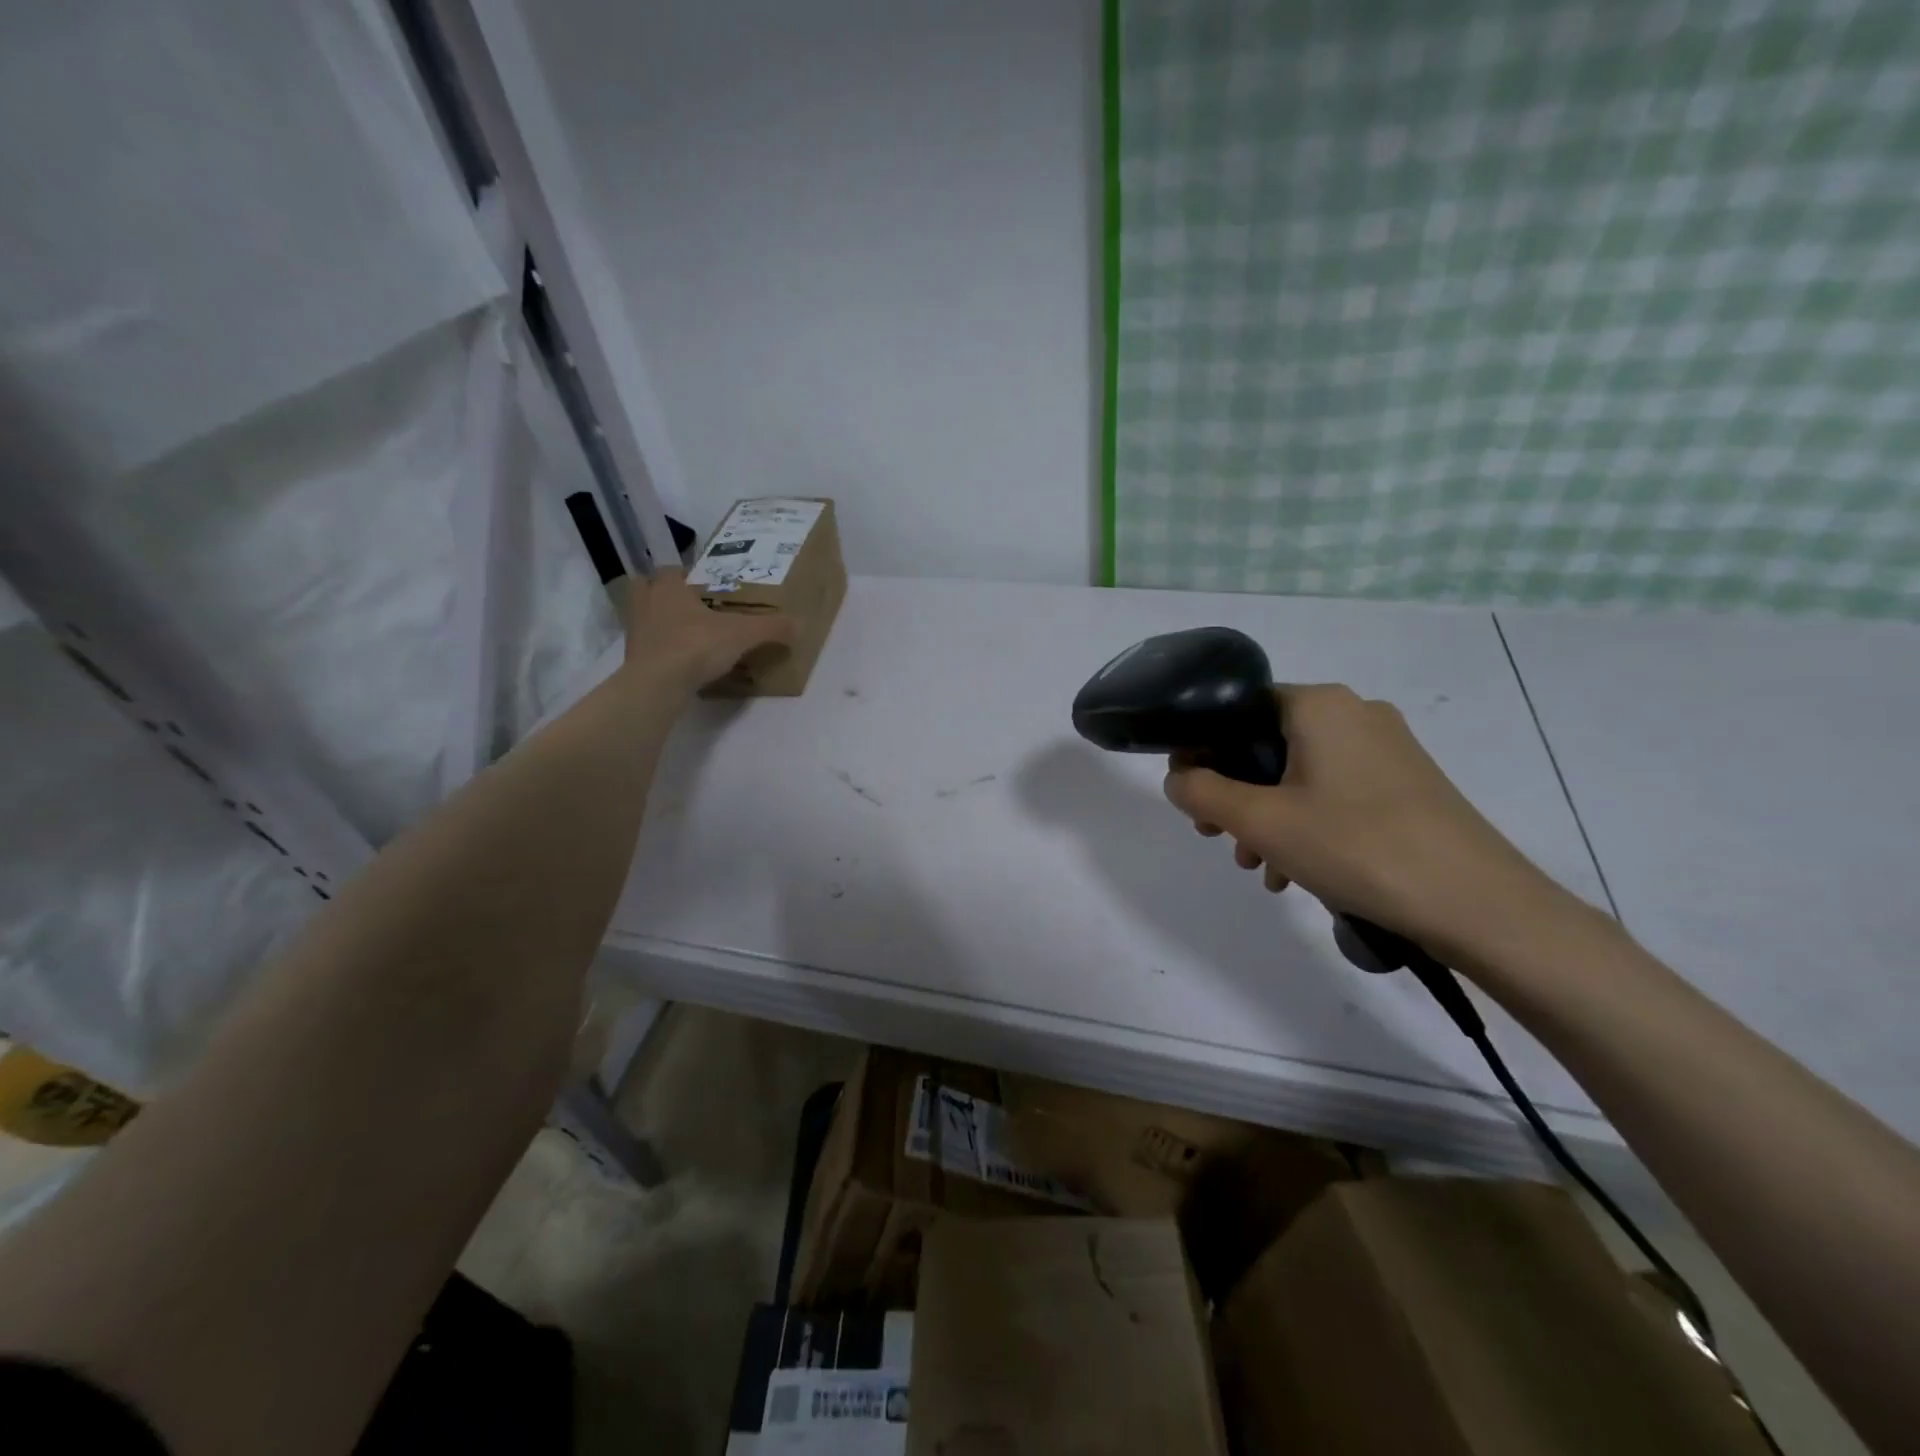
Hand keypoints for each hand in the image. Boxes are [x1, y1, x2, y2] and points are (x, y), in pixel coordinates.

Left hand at [621, 568, 795, 690]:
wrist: (658, 684)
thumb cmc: (696, 645)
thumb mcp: (742, 634)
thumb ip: (770, 628)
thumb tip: (800, 624)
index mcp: (668, 587)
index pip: (671, 571)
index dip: (685, 575)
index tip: (702, 584)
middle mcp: (646, 604)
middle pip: (645, 589)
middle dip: (661, 594)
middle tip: (687, 605)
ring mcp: (635, 633)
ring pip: (644, 618)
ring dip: (660, 623)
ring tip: (685, 634)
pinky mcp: (633, 660)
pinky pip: (648, 648)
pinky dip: (661, 651)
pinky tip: (681, 661)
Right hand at [1162, 684, 1571, 961]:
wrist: (1477, 903)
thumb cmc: (1357, 846)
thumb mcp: (1260, 822)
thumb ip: (1202, 792)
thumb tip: (1177, 778)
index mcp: (1318, 704)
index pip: (1237, 711)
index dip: (1203, 752)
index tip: (1191, 798)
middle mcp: (1354, 713)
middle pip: (1267, 745)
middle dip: (1235, 795)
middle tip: (1219, 839)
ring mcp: (1387, 748)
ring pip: (1299, 774)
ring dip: (1268, 818)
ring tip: (1261, 868)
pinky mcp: (1406, 783)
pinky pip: (1334, 792)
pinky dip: (1306, 824)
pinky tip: (1297, 873)